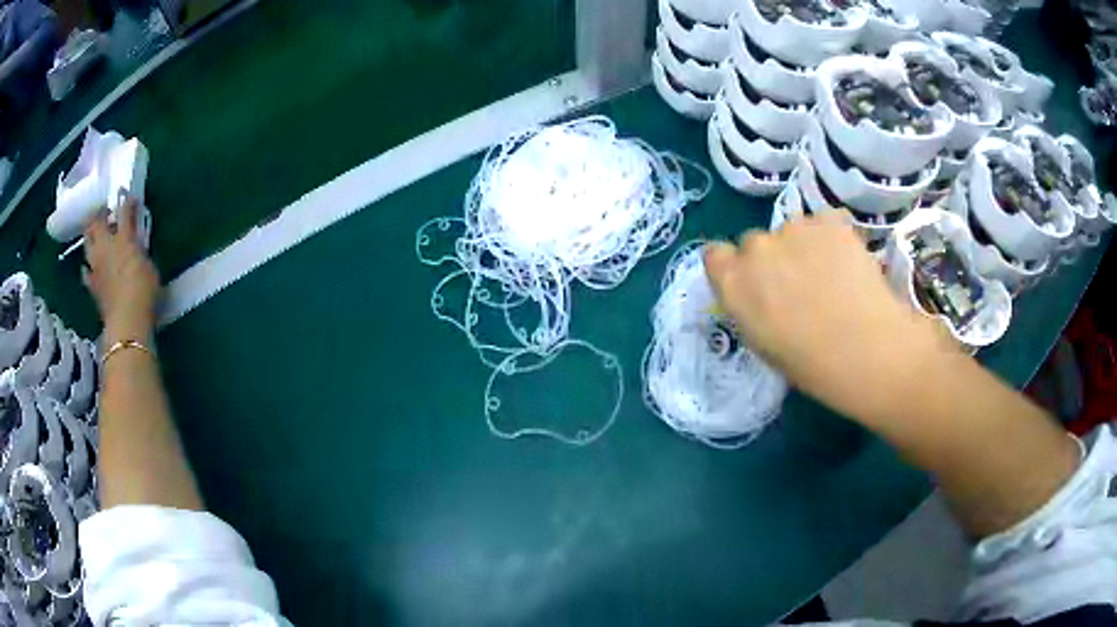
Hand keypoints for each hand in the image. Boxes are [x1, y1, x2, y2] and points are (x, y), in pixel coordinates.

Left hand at [82, 197, 159, 342]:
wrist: (127, 323)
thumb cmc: (144, 293)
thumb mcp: (149, 267)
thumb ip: (140, 252)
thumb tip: (136, 247)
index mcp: (124, 239)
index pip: (124, 211)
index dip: (127, 202)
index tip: (129, 198)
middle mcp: (106, 247)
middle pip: (96, 223)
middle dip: (100, 215)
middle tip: (105, 213)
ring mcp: (96, 267)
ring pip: (87, 243)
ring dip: (91, 237)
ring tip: (96, 236)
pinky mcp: (92, 286)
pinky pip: (85, 272)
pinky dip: (87, 268)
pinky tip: (89, 268)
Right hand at [703, 212, 956, 423]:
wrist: (867, 350)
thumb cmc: (812, 364)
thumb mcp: (764, 343)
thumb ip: (751, 307)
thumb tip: (761, 293)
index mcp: (733, 284)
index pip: (715, 256)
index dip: (735, 268)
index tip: (755, 285)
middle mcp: (756, 249)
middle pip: (755, 242)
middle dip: (772, 259)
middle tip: (800, 285)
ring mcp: (794, 229)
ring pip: (792, 230)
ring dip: (804, 246)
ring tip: (832, 276)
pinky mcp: (829, 220)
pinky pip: (824, 222)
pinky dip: (833, 236)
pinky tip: (849, 262)